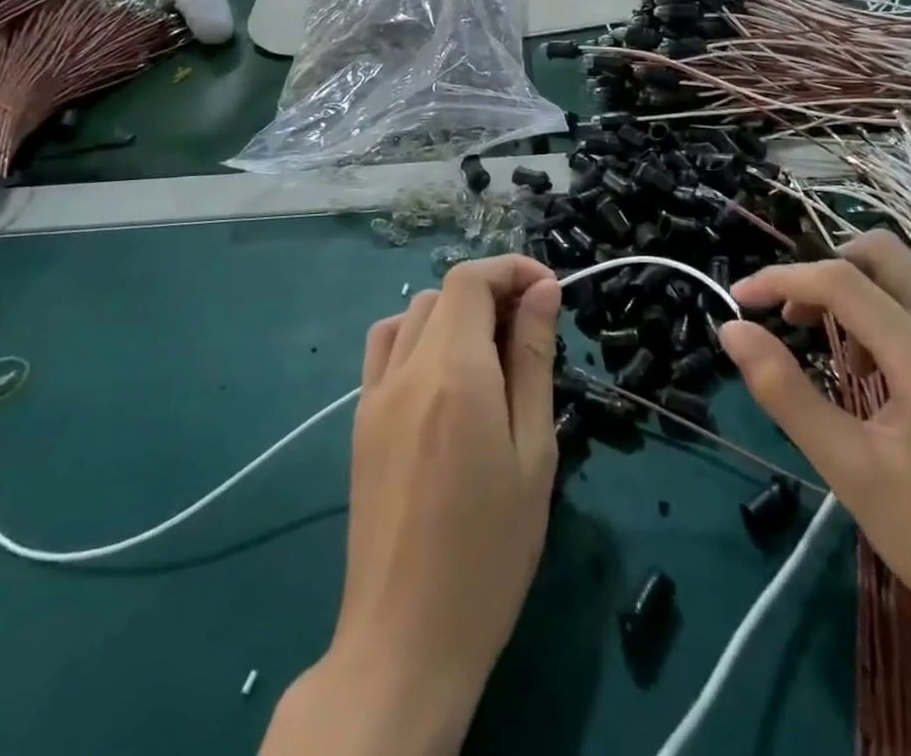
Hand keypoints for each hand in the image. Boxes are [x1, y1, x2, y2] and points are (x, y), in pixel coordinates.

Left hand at [265, 257, 559, 755]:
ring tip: (490, 356)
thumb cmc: (490, 549)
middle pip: (444, 292)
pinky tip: (445, 380)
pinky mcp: (360, 423)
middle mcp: (407, 369)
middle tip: (530, 334)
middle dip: (491, 293)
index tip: (549, 291)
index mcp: (453, 371)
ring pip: (413, 315)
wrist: (405, 640)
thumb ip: (534, 359)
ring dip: (454, 314)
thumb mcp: (533, 451)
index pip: (471, 279)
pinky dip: (419, 337)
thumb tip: (543, 291)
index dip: (512, 269)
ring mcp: (375, 395)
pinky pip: (386, 349)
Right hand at [718, 232, 910, 755]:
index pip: (839, 281)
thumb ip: (785, 392)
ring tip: (843, 355)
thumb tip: (733, 330)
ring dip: (865, 292)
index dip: (780, 280)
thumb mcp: (852, 474)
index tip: (741, 300)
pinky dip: (900, 314)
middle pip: (883, 253)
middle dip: (826, 271)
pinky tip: (893, 376)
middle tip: (799, 321)